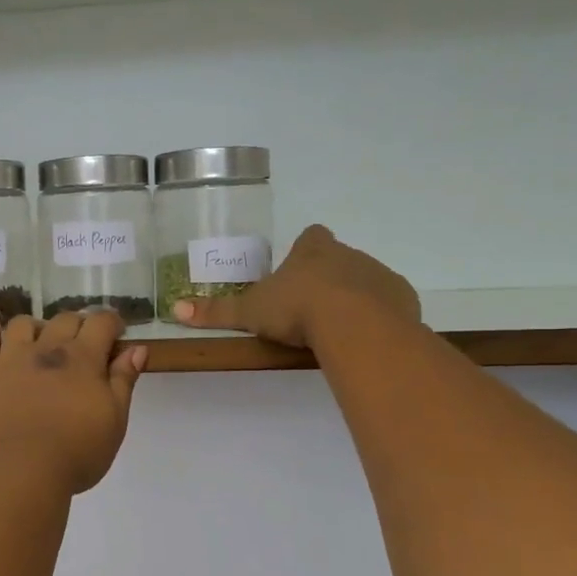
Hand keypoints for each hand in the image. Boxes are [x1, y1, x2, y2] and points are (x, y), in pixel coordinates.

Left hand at [0, 310, 147, 494]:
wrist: (20, 469)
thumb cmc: (77, 450)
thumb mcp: (114, 419)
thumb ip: (124, 380)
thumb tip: (137, 349)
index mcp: (83, 358)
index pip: (101, 323)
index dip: (112, 323)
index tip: (117, 334)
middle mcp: (47, 348)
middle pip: (65, 319)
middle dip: (79, 325)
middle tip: (85, 343)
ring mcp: (12, 360)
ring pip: (23, 324)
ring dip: (37, 326)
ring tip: (42, 340)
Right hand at [170, 225, 421, 349]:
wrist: (355, 324)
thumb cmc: (297, 309)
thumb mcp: (250, 312)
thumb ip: (216, 312)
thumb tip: (175, 309)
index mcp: (312, 250)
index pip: (311, 237)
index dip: (304, 251)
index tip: (297, 270)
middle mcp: (348, 255)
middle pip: (339, 259)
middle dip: (328, 278)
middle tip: (311, 309)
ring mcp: (378, 274)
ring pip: (365, 281)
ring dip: (354, 298)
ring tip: (337, 330)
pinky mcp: (401, 298)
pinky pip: (389, 304)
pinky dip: (378, 317)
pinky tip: (363, 338)